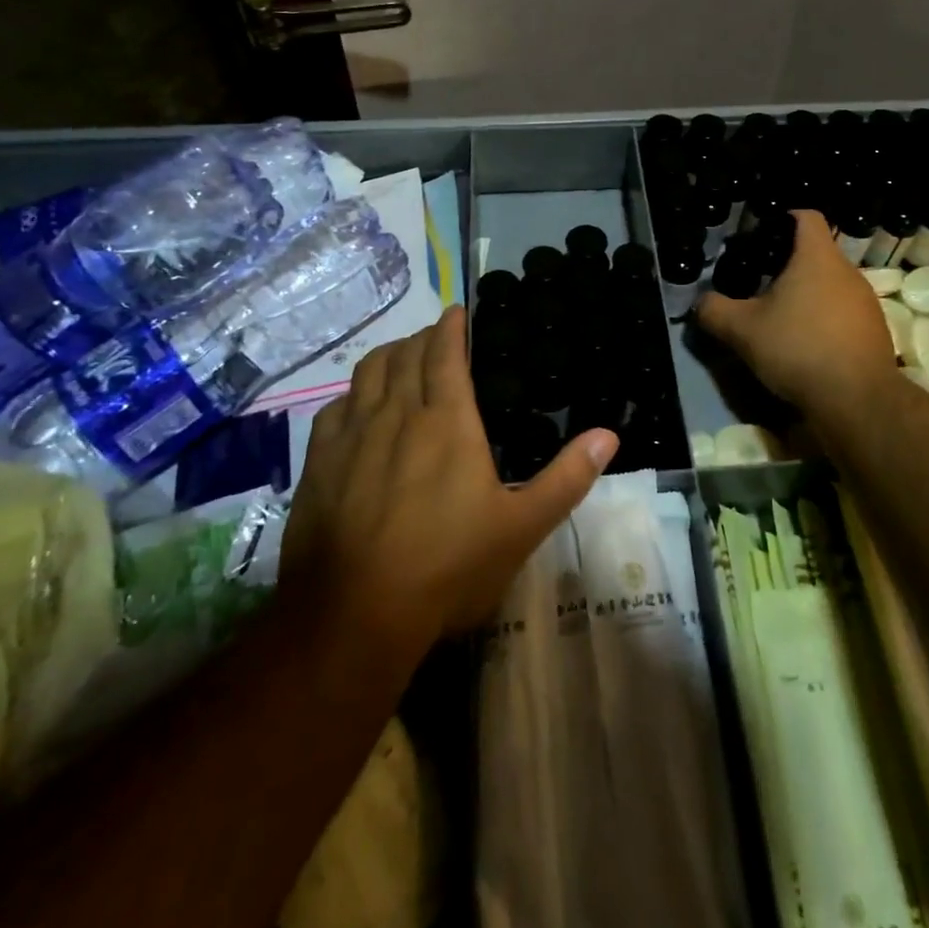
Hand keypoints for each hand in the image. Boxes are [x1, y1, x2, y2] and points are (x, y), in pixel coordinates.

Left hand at [283, 305, 617, 659]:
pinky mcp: (319, 464)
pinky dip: (352, 395)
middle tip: (436, 338)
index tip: (456, 311)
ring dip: (387, 356)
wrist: (354, 616)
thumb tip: (609, 435)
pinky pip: (335, 408)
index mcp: (447, 421)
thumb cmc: (448, 567)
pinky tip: (357, 408)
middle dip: (422, 338)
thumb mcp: (522, 528)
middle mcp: (397, 414)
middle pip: (405, 355)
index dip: (451, 327)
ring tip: (401, 359)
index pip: (445, 353)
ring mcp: (352, 437)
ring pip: (367, 373)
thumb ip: (567, 479)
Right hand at [696, 209, 897, 418]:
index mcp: (817, 257)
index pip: (806, 216)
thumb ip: (714, 310)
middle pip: (817, 253)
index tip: (761, 236)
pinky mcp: (875, 332)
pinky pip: (844, 314)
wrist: (857, 400)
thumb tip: (701, 302)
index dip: (783, 218)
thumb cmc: (798, 348)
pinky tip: (806, 346)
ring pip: (831, 285)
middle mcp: (847, 272)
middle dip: (789, 265)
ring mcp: (866, 302)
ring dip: (807, 296)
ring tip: (781, 319)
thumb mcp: (742, 330)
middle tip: (759, 284)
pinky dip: (824, 321)